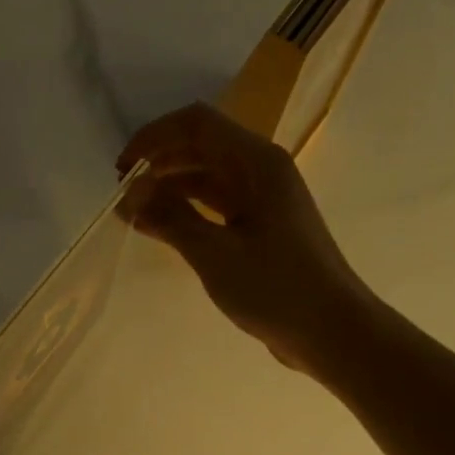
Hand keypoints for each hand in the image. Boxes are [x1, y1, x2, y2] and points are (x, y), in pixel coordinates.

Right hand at [118, 103, 377, 377]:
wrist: (332, 331)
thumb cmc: (275, 288)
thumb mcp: (214, 253)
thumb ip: (170, 218)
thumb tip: (129, 194)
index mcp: (257, 163)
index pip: (197, 124)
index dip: (154, 137)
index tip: (122, 170)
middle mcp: (262, 170)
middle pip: (202, 144)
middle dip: (159, 160)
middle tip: (123, 192)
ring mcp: (263, 198)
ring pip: (207, 174)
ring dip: (170, 185)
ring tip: (135, 211)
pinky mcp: (261, 225)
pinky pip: (216, 203)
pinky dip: (187, 209)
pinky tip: (161, 227)